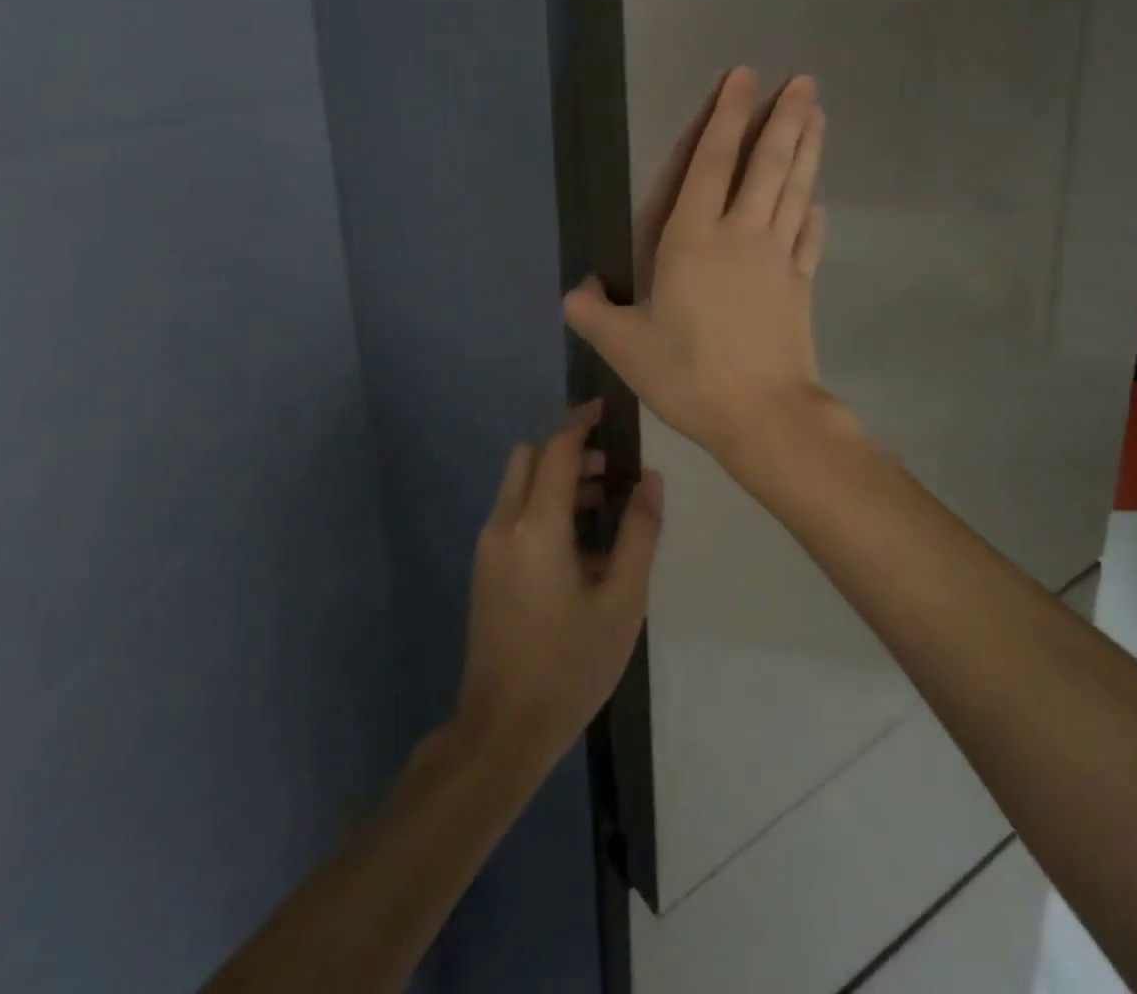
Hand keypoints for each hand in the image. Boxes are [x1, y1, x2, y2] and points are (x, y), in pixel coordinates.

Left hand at [456, 402, 662, 774]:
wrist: (503, 729)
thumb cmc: (571, 664)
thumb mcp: (622, 601)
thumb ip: (640, 532)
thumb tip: (650, 479)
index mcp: (536, 526)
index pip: (557, 450)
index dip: (581, 423)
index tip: (607, 409)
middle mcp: (504, 524)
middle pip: (530, 459)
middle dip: (569, 451)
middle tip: (611, 469)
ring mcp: (489, 547)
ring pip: (520, 485)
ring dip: (557, 479)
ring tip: (604, 505)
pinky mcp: (485, 568)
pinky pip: (514, 513)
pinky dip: (544, 505)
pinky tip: (579, 546)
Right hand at [564, 68, 829, 461]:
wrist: (761, 416)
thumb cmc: (686, 374)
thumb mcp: (624, 347)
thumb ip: (593, 313)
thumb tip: (573, 292)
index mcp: (693, 240)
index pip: (712, 163)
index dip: (727, 117)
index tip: (744, 78)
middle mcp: (741, 236)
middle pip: (767, 166)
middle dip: (784, 119)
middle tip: (804, 81)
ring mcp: (778, 259)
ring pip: (794, 192)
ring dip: (807, 151)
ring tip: (820, 115)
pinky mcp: (801, 287)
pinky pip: (808, 241)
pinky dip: (814, 218)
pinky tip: (818, 205)